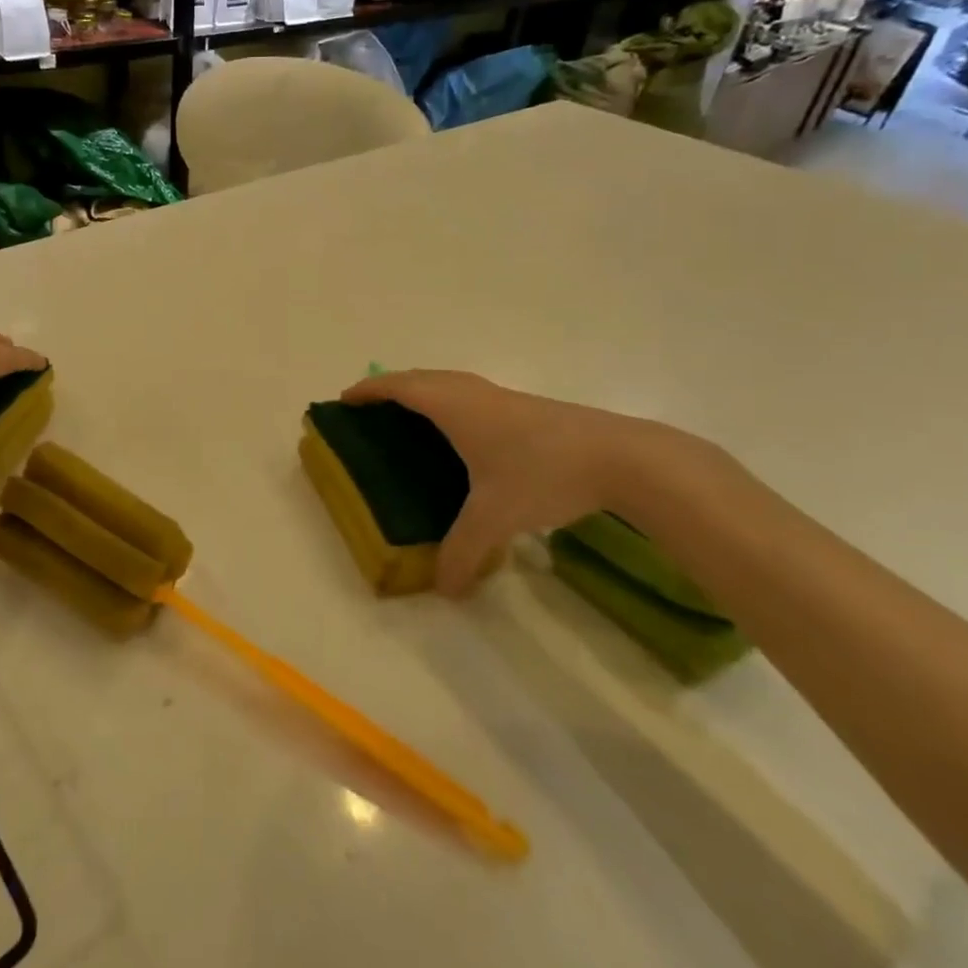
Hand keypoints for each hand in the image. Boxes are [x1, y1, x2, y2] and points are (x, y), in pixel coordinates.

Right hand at [340, 370, 686, 595]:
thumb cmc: (543, 473)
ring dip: (424, 391)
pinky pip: (473, 395)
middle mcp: (475, 394)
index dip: (370, 391)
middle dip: (392, 387)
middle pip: (423, 377)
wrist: (622, 458)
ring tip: (411, 417)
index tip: (344, 400)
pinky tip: (465, 435)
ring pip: (451, 383)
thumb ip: (464, 552)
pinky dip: (451, 402)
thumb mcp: (496, 517)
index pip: (400, 387)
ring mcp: (505, 398)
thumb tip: (445, 591)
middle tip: (372, 410)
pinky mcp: (528, 409)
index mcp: (455, 407)